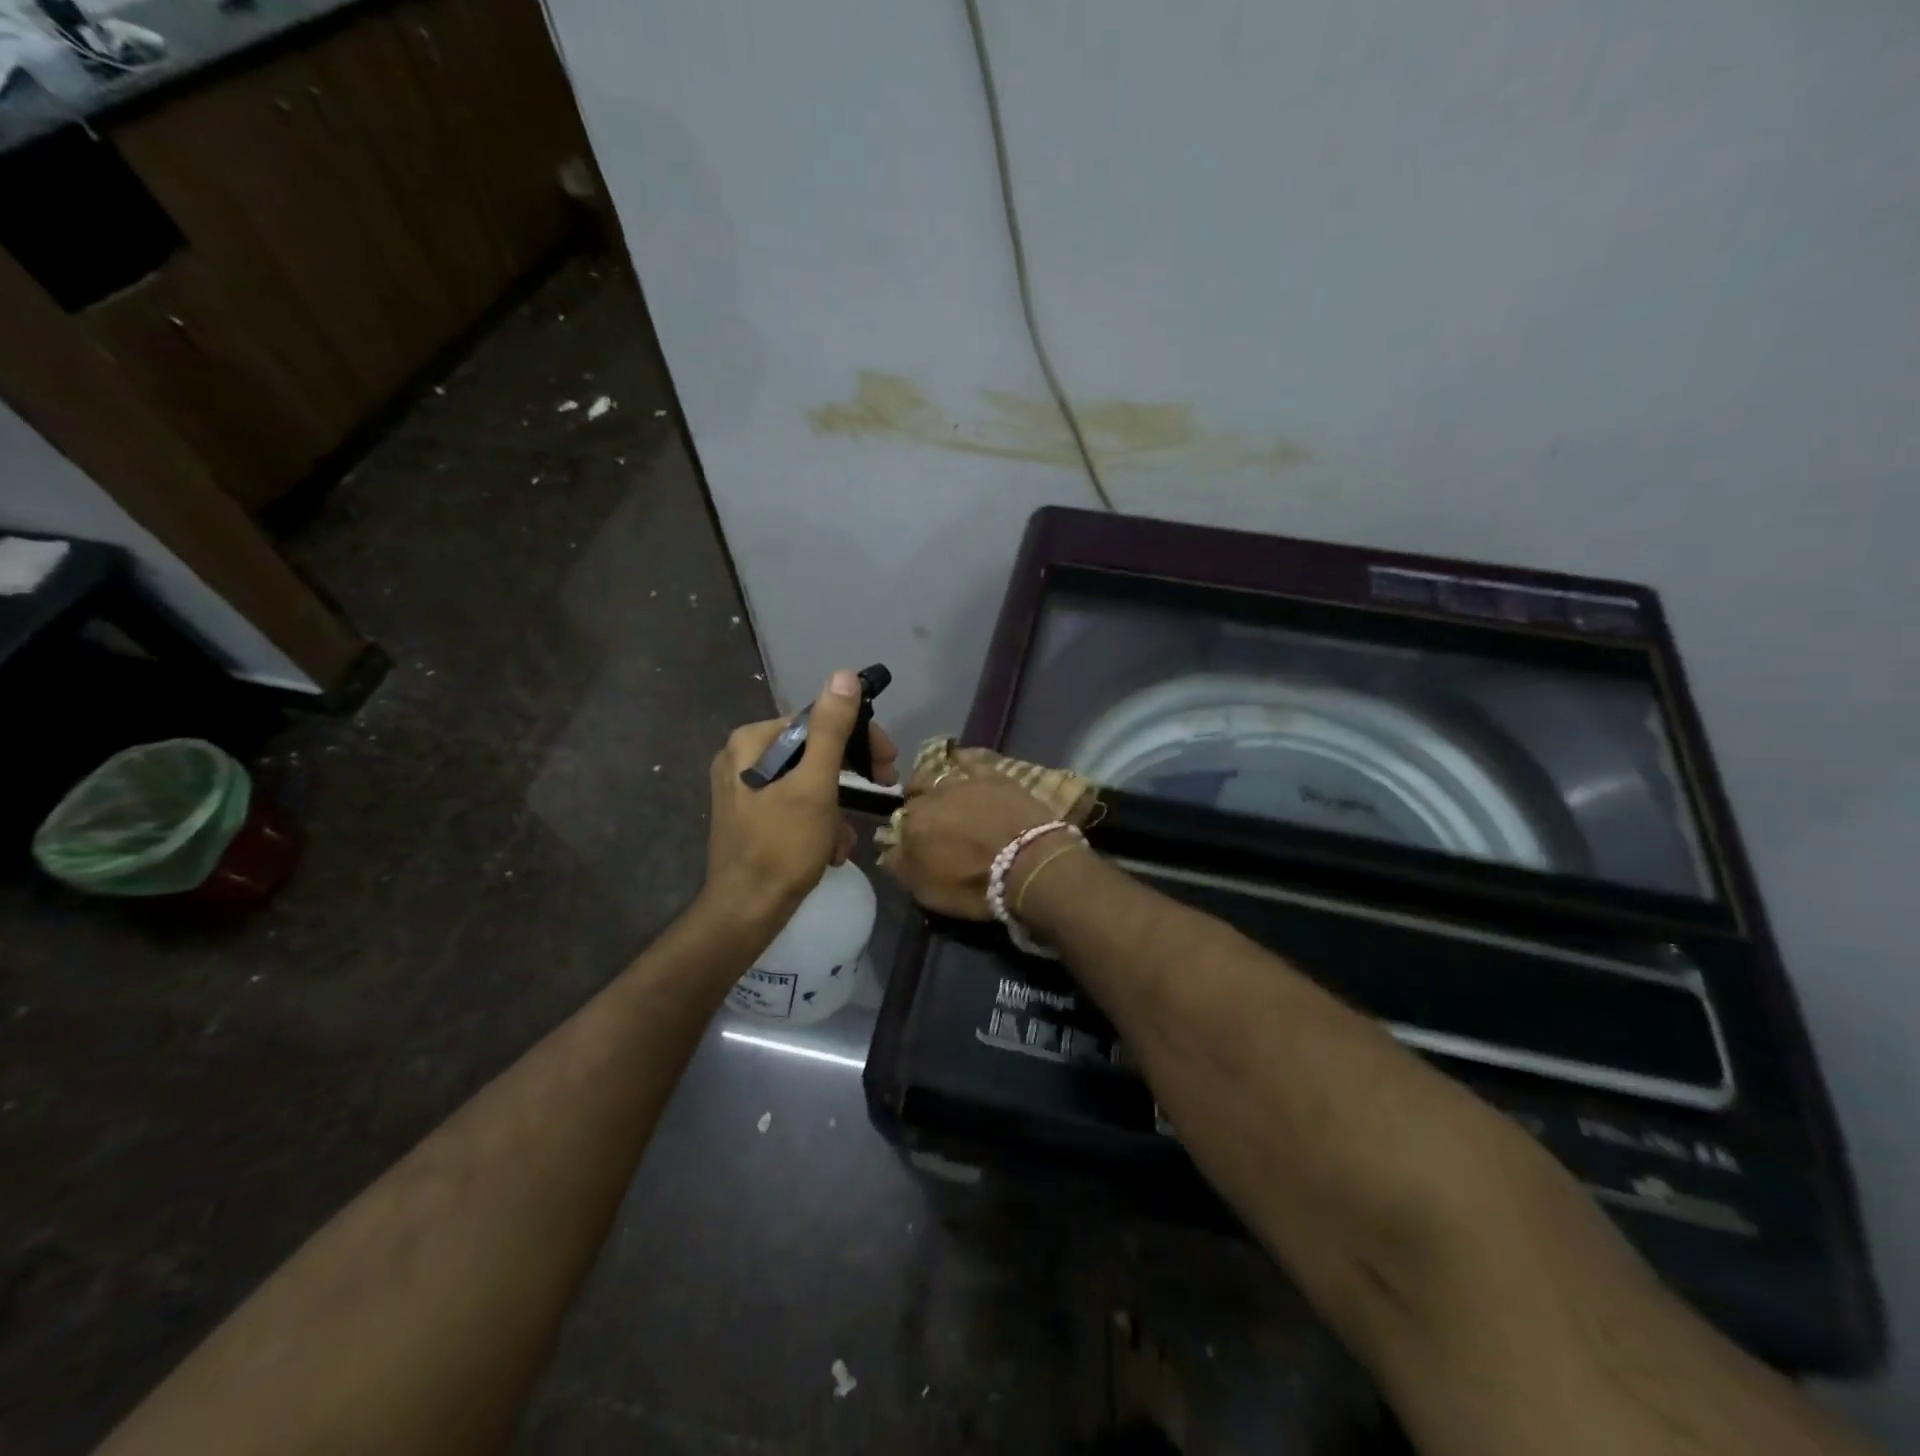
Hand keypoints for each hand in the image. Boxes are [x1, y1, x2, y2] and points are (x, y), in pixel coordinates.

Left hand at [706, 670, 898, 920]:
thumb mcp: (814, 785)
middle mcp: (742, 759)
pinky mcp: (752, 818)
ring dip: (837, 808)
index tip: (889, 762)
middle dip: (849, 777)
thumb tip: (844, 675)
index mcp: (751, 742)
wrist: (746, 912)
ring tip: (846, 839)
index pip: (817, 722)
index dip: (859, 739)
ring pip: (809, 783)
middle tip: (884, 788)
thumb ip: (831, 730)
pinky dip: (819, 824)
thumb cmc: (781, 845)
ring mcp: (745, 790)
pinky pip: (796, 806)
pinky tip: (830, 851)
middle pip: (813, 752)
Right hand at [880, 749, 1057, 918]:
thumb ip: (902, 866)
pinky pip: (970, 759)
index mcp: (913, 824)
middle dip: (917, 802)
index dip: (907, 833)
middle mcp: (932, 797)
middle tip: (930, 818)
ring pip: (938, 774)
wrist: (1027, 862)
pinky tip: (959, 758)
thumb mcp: (927, 891)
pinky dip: (962, 758)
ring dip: (936, 783)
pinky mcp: (992, 776)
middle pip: (916, 794)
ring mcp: (963, 782)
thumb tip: (889, 851)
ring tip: (942, 792)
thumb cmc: (974, 884)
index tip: (917, 843)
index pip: (900, 823)